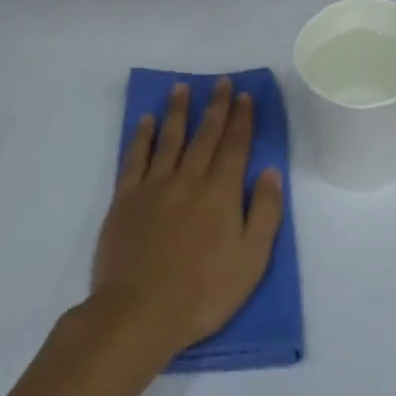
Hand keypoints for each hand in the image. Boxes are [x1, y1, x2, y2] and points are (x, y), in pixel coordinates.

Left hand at [93, 78, 284, 358]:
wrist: (140, 312)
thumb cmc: (204, 292)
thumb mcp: (252, 259)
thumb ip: (265, 213)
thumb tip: (271, 172)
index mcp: (221, 193)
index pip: (235, 146)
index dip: (242, 119)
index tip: (245, 96)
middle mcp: (188, 180)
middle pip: (205, 135)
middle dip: (216, 107)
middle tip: (221, 83)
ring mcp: (153, 186)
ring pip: (169, 138)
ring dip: (178, 111)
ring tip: (182, 88)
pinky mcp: (125, 199)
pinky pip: (134, 158)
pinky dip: (142, 136)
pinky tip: (146, 121)